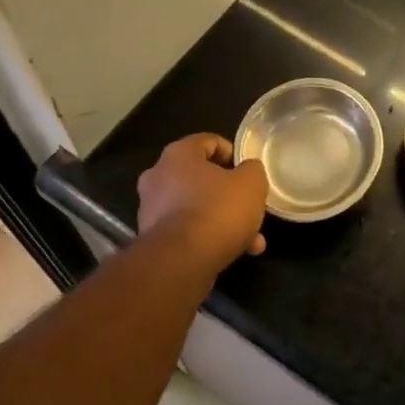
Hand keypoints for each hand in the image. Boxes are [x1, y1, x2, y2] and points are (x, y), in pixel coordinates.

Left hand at [136, 133, 267, 274]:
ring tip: (251, 240)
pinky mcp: (153, 239)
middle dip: (230, 194)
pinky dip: (208, 237)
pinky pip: (187, 230)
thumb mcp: (251, 183)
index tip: (247, 170)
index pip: (208, 141)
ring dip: (223, 219)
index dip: (232, 152)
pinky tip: (234, 253)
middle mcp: (158, 176)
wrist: (181, 262)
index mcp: (178, 154)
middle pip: (202, 177)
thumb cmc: (217, 210)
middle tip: (250, 207)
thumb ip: (252, 170)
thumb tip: (247, 171)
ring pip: (197, 207)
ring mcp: (151, 209)